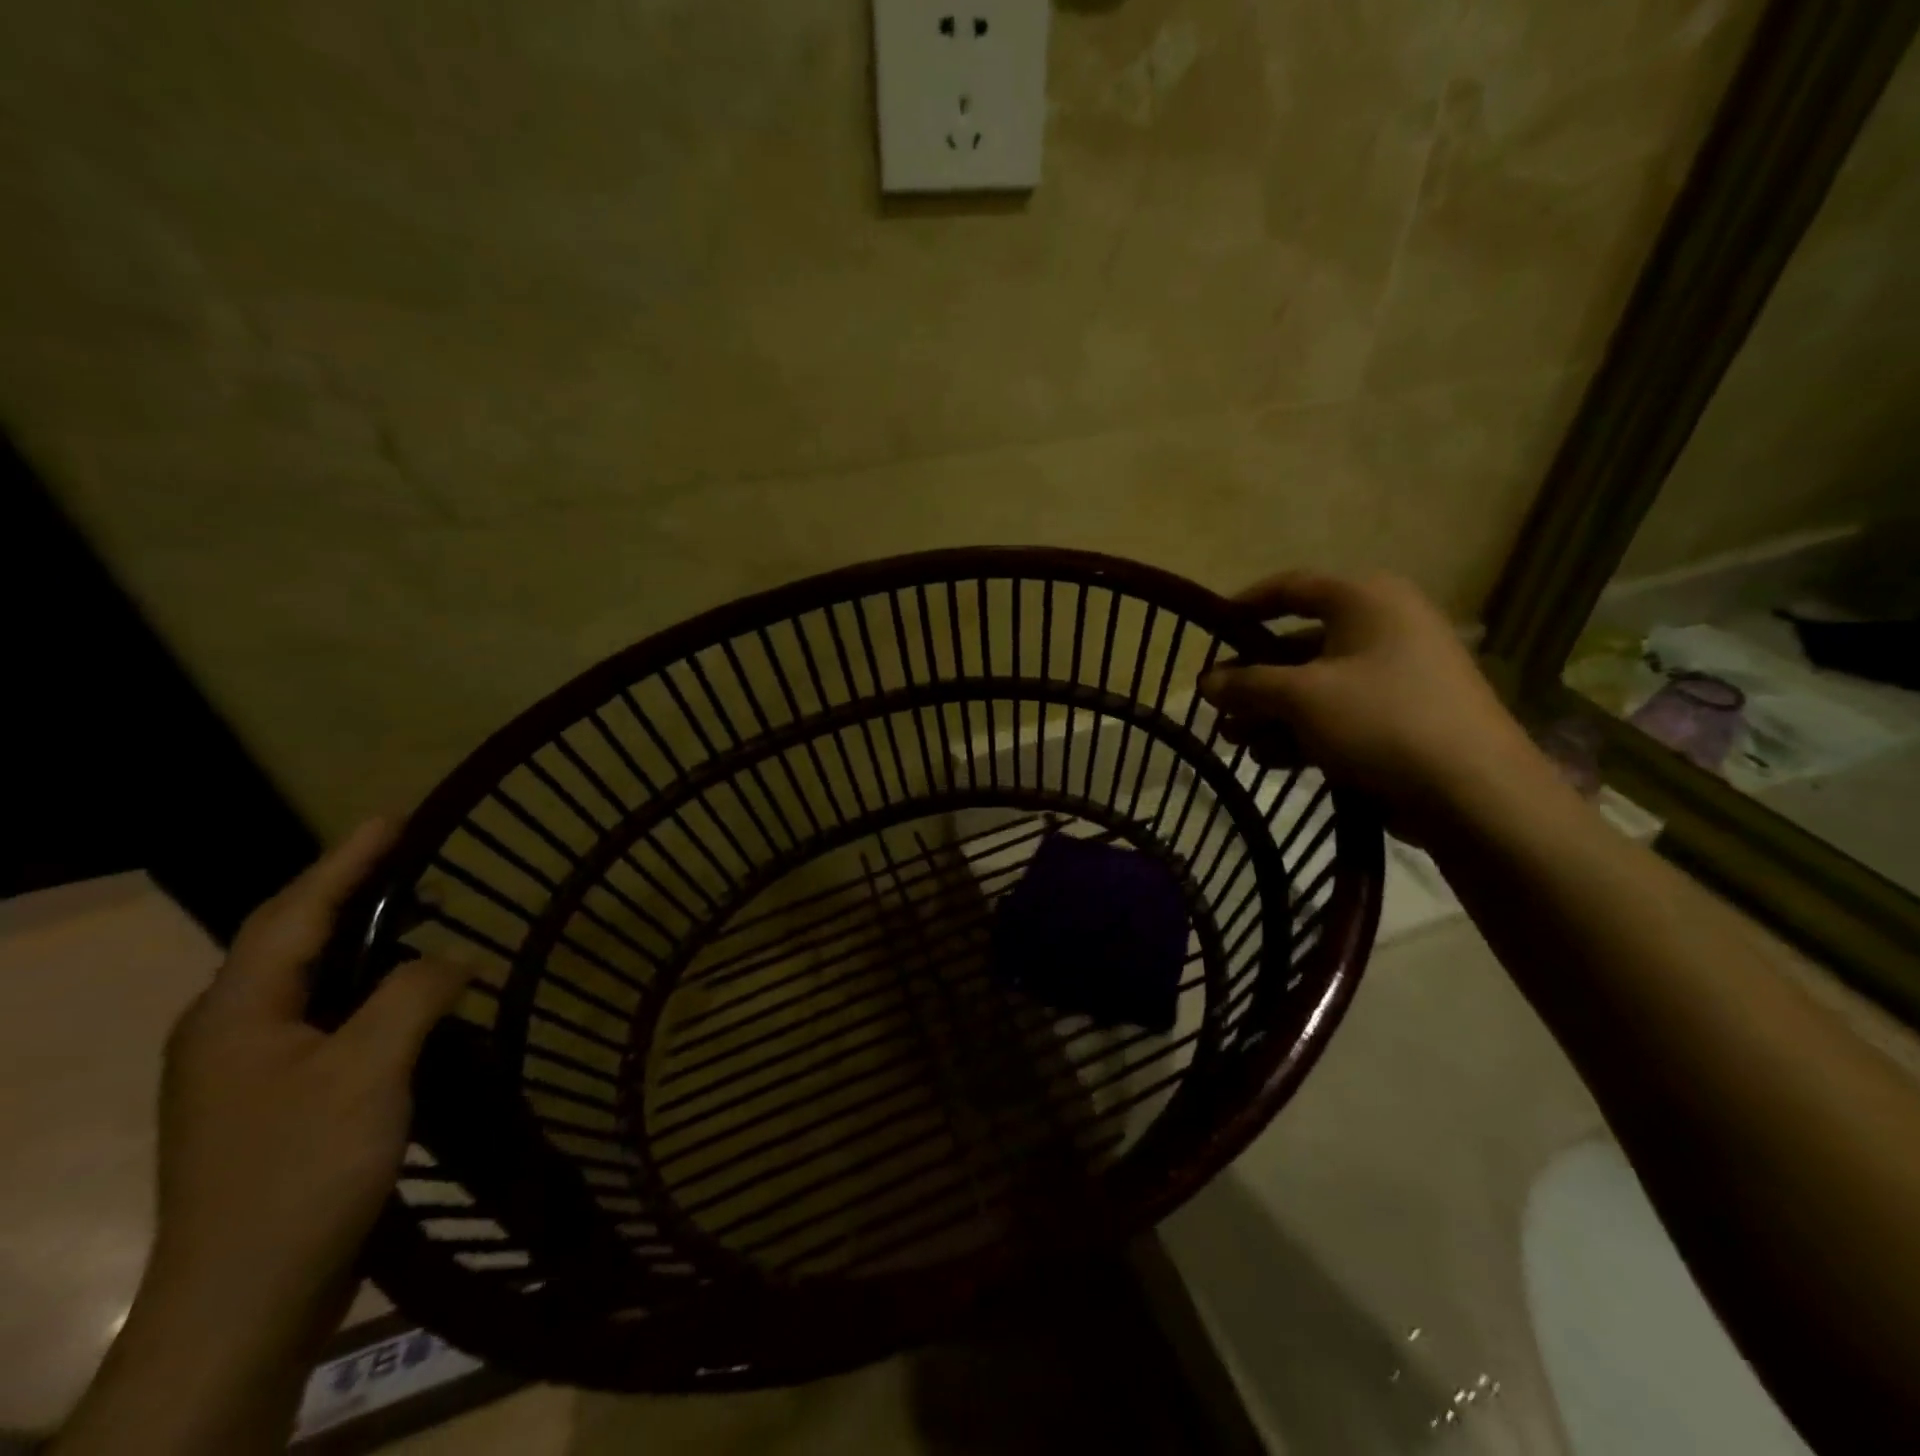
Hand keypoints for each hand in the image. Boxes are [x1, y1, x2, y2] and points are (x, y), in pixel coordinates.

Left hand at [151, 818, 466, 1344]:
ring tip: (411, 909)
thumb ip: (413, 996)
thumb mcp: (369, 1071)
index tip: (395, 816)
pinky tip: (402, 993)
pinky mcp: (275, 1101)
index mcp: (237, 1013)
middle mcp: (229, 1032)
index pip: (296, 912)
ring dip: (356, 937)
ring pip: (308, 980)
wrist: (245, 1301)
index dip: (347, 859)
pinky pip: (324, 1017)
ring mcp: (247, 1071)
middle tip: (404, 853)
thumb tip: (450, 958)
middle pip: (289, 939)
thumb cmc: (303, 1170)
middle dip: (344, 888)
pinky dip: (365, 986)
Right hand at [1198, 571, 1547, 838]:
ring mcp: (1395, 674)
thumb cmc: (1381, 720)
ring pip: (1315, 685)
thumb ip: (1247, 684)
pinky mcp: (1400, 717)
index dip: (1244, 606)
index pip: (1291, 587)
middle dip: (1252, 680)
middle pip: (1298, 644)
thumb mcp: (1301, 697)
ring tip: (1235, 742)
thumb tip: (1205, 681)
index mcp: (1366, 600)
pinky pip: (1338, 713)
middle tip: (1217, 707)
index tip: (1208, 631)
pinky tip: (1270, 759)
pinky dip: (1302, 731)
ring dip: (1270, 712)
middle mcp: (1382, 627)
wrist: (1474, 792)